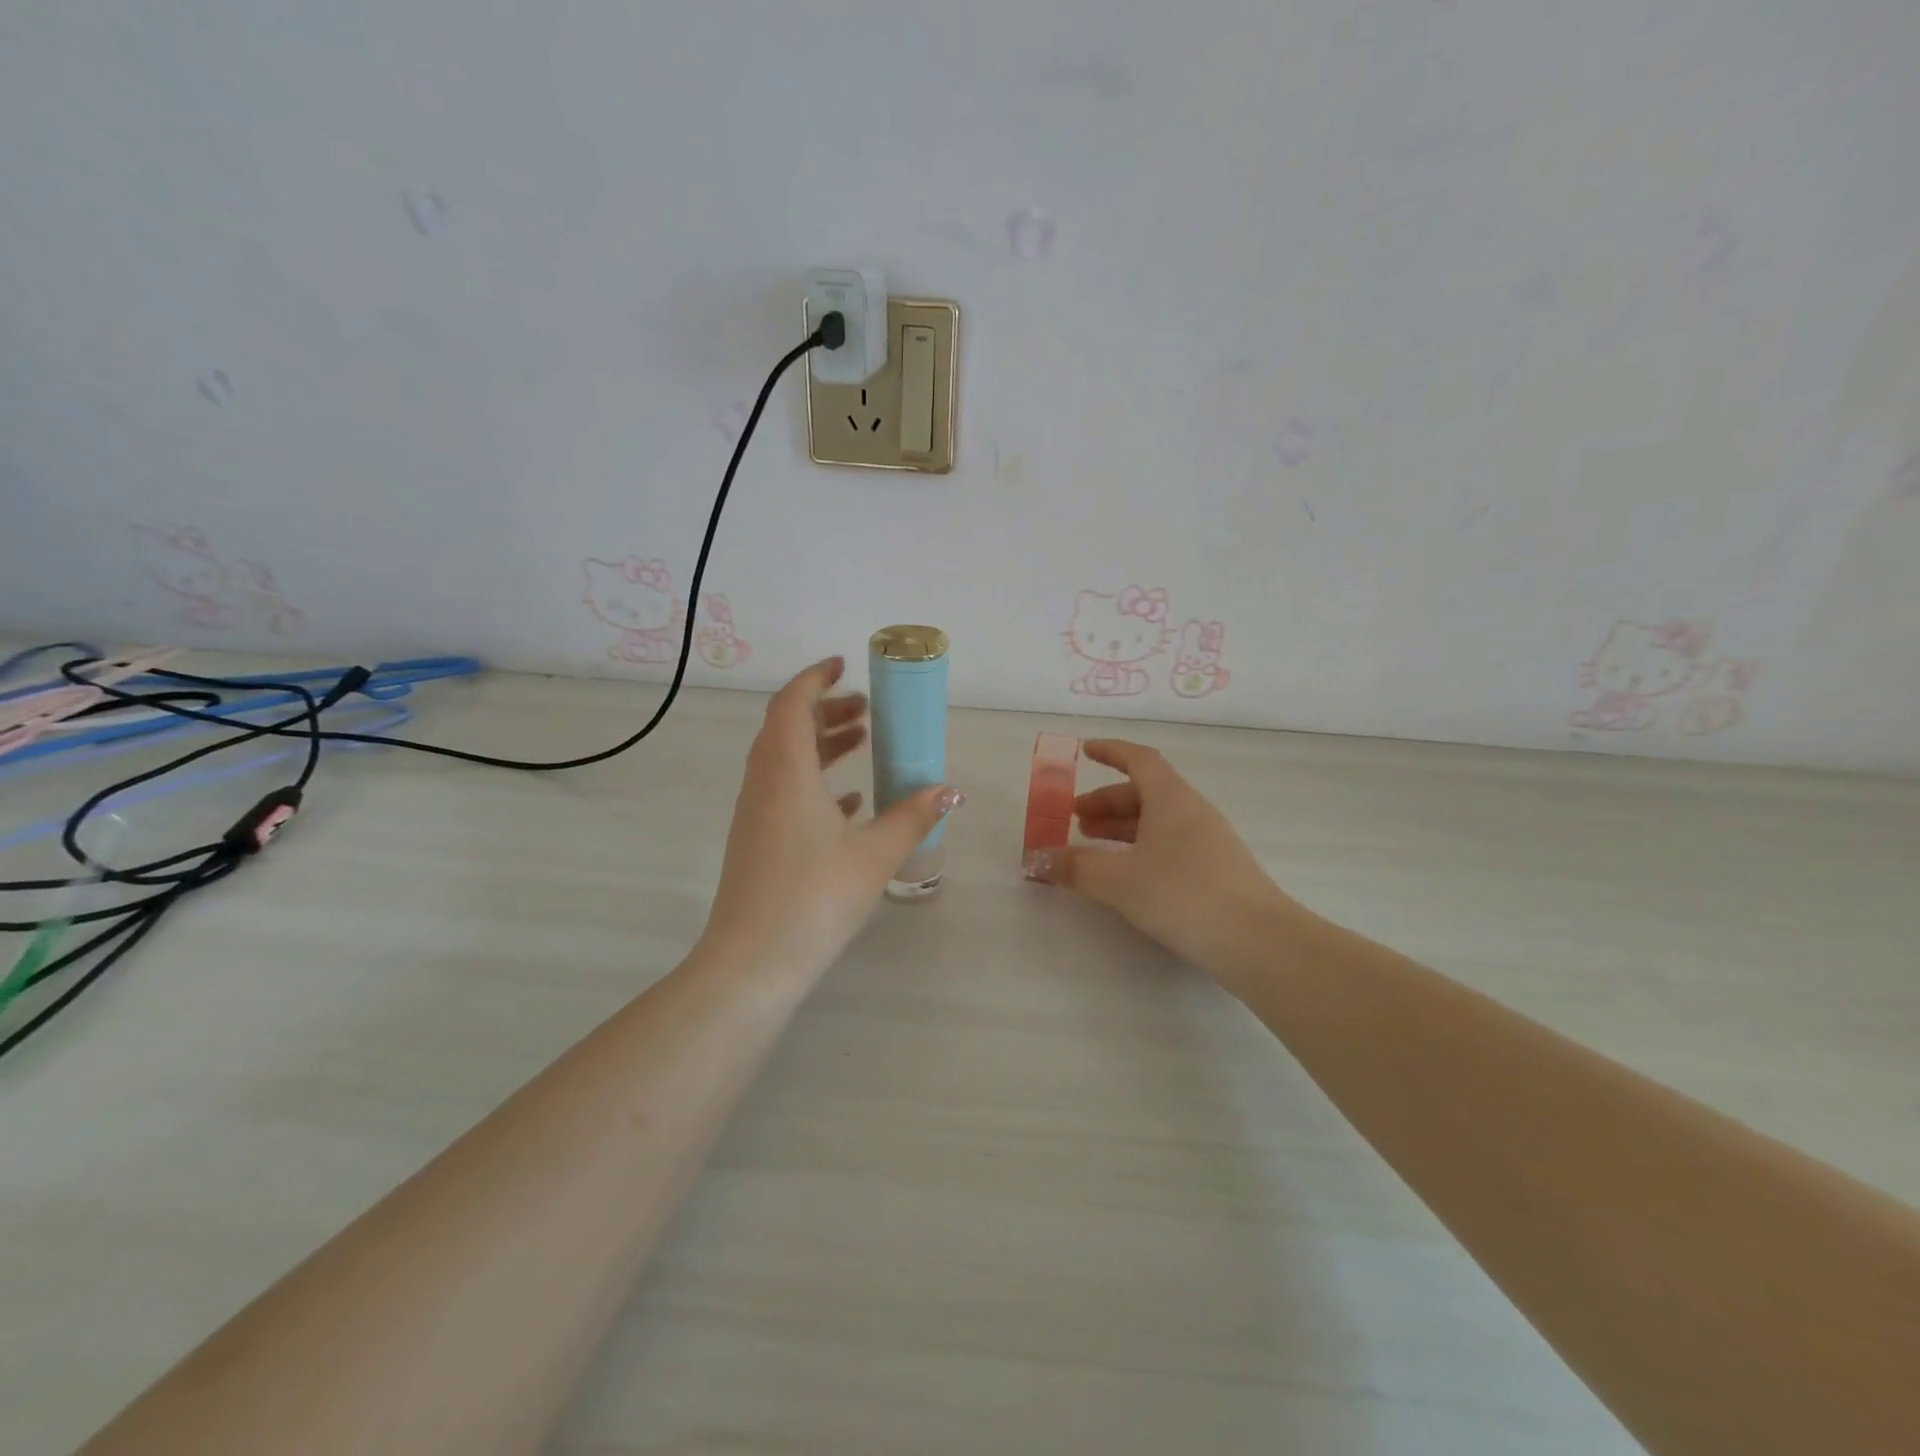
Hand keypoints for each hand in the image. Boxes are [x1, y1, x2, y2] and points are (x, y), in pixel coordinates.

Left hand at [703, 657, 962, 981]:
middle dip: (825, 710)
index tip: (843, 666)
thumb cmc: (816, 896)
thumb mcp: (875, 853)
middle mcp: (764, 783)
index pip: (792, 703)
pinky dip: (814, 782)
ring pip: (785, 761)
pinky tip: (849, 803)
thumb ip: (912, 816)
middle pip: (787, 727)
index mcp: (786, 770)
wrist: (753, 962)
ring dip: (820, 745)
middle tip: (865, 710)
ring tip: (861, 744)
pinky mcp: (756, 841)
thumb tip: (948, 790)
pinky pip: (784, 793)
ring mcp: (755, 813)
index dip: (815, 678)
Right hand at [1031, 740, 1292, 977]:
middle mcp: (1192, 811)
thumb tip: (1039, 859)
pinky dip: (1140, 849)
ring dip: (1122, 828)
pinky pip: (1169, 844)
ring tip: (1092, 848)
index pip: (1139, 759)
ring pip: (1157, 821)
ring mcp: (1208, 841)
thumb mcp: (1119, 881)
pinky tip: (1127, 876)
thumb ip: (1077, 867)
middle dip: (1106, 801)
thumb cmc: (1183, 894)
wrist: (1258, 941)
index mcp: (1170, 798)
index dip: (1111, 752)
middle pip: (1144, 792)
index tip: (1085, 751)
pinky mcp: (1216, 870)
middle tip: (1075, 820)